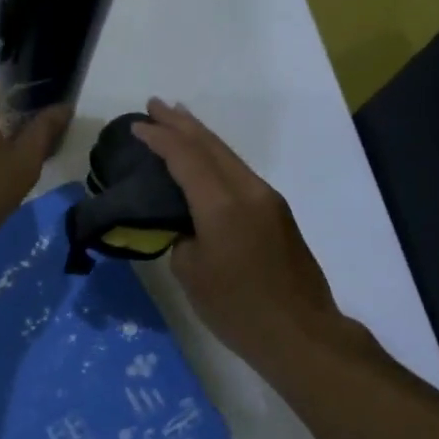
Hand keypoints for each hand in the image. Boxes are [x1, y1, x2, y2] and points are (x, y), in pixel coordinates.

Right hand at [132, 100, 377, 378]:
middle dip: (180, 123)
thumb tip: (187, 224)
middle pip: (210, 146)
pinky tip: (205, 159)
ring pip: (228, 155)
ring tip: (177, 119)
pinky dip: (216, 157)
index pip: (185, 158)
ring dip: (200, 136)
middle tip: (154, 105)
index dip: (159, 138)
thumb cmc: (238, 309)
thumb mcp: (192, 275)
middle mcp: (248, 191)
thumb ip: (182, 237)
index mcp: (222, 205)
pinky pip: (239, 172)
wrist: (301, 333)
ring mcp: (267, 199)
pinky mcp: (277, 212)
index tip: (137, 126)